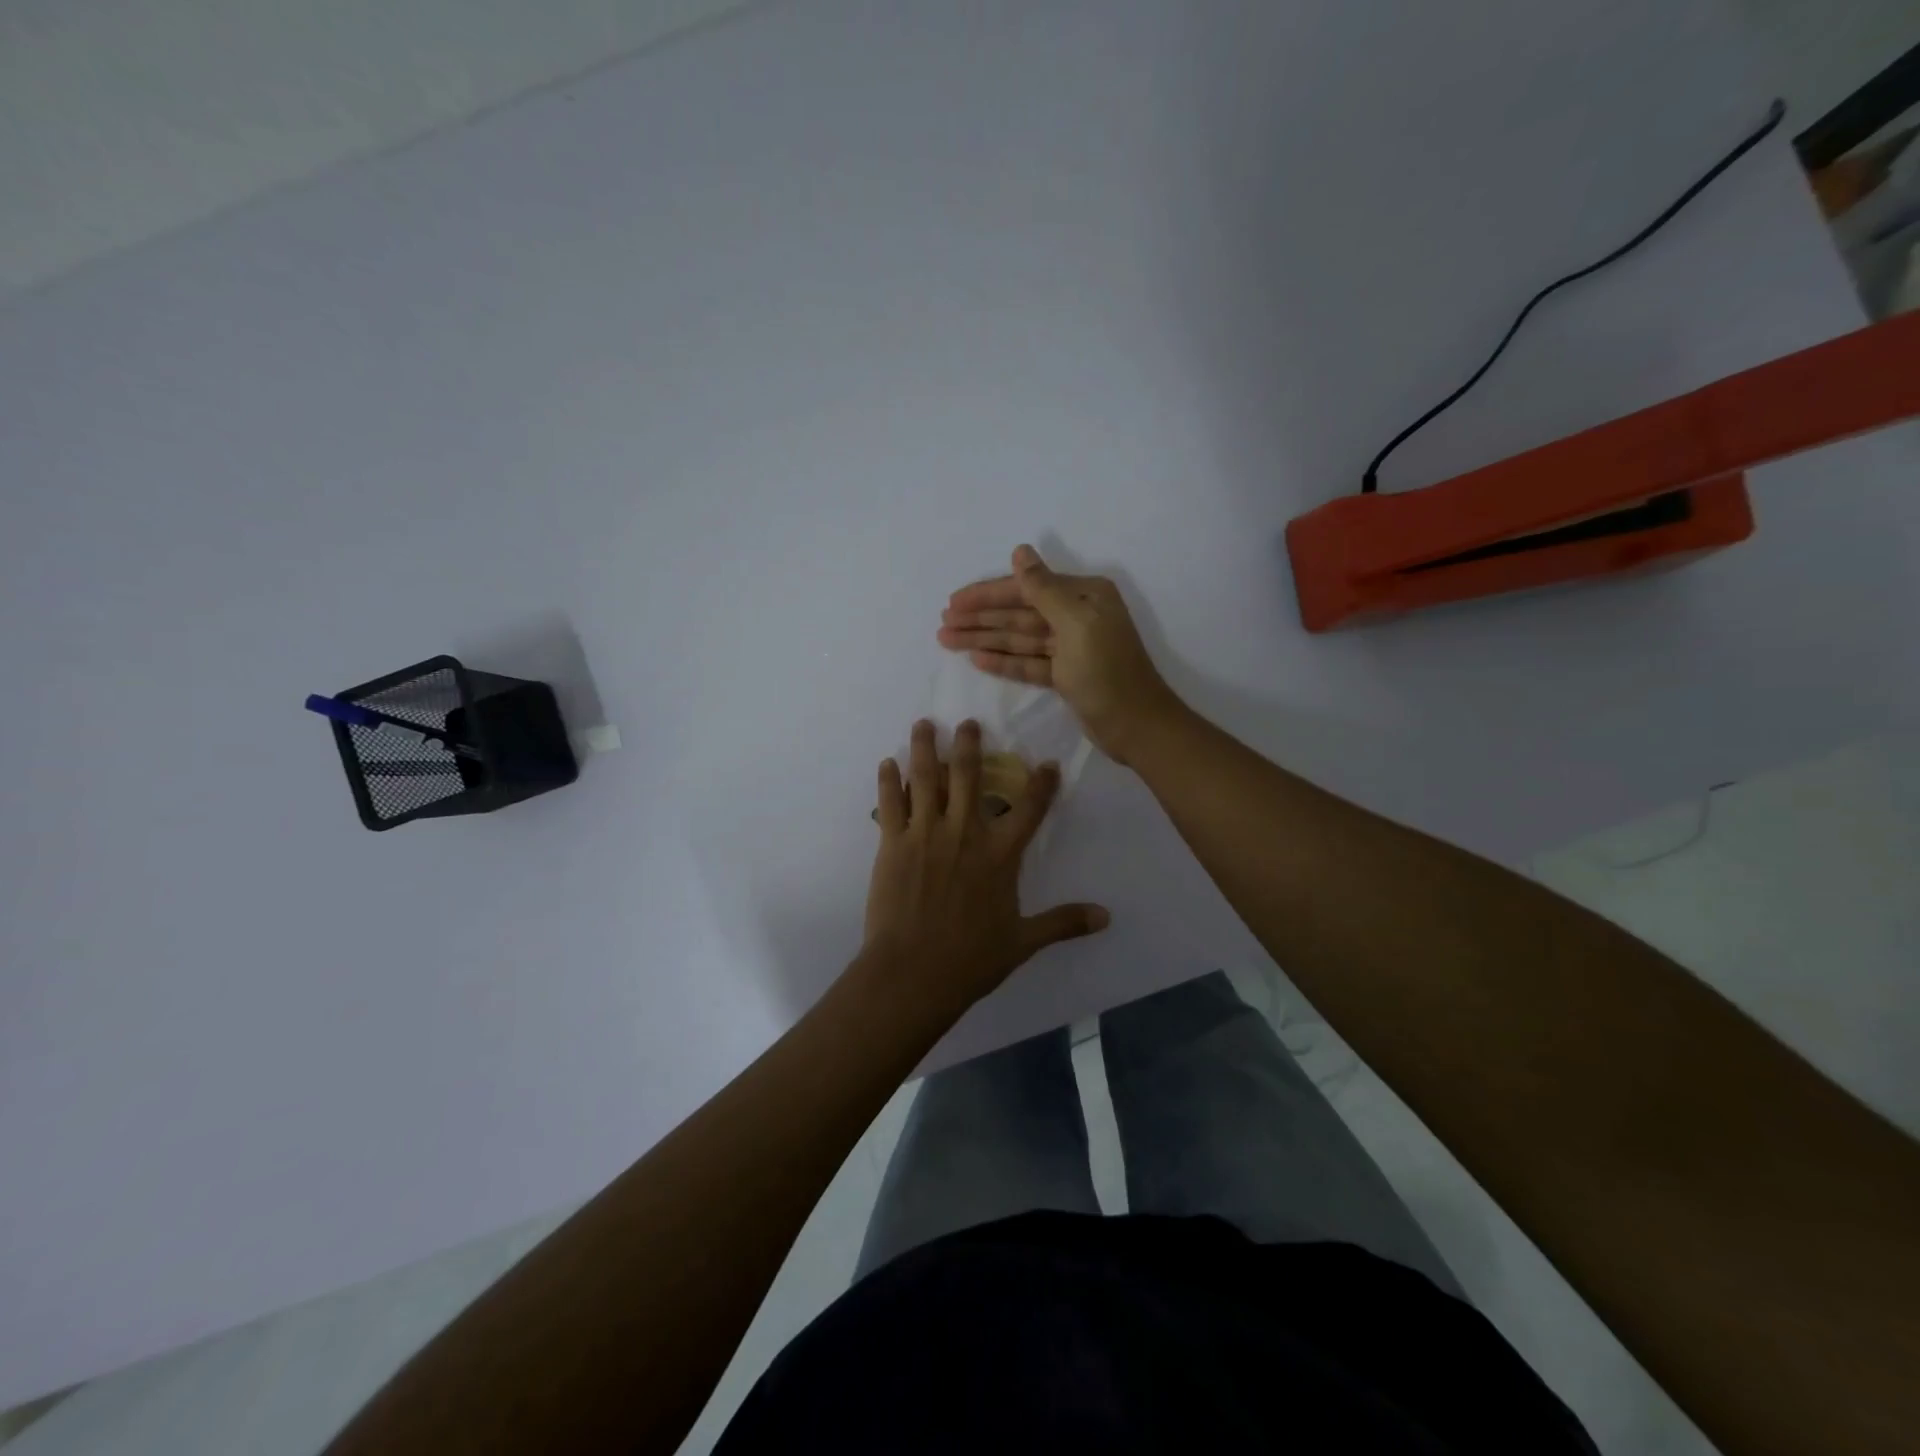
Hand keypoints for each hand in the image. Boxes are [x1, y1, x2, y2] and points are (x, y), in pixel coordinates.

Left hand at [864, 719, 1108, 1011]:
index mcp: (1000, 854)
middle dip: (969, 744)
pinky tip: (886, 763)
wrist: (913, 972)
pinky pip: (890, 802)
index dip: (1042, 784)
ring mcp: (925, 833)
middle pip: (968, 776)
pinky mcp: (892, 843)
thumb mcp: (1023, 941)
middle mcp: (964, 832)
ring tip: (923, 724)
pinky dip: (888, 780)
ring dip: (924, 748)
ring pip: (926, 778)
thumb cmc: (971, 958)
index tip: (1048, 764)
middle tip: (967, 723)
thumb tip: (1106, 917)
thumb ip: (1063, 922)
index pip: (1029, 808)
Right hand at [938, 545, 1184, 764]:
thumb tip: (1020, 551)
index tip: (953, 602)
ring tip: (947, 640)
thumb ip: (1043, 588)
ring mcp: (1070, 647)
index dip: (987, 595)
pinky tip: (976, 658)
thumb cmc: (1106, 671)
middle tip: (942, 623)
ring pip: (1019, 638)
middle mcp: (1077, 615)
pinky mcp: (1065, 675)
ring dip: (984, 638)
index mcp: (1084, 596)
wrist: (1136, 725)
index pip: (1026, 589)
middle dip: (981, 618)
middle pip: (1019, 613)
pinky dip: (1003, 661)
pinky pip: (1028, 661)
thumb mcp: (1075, 624)